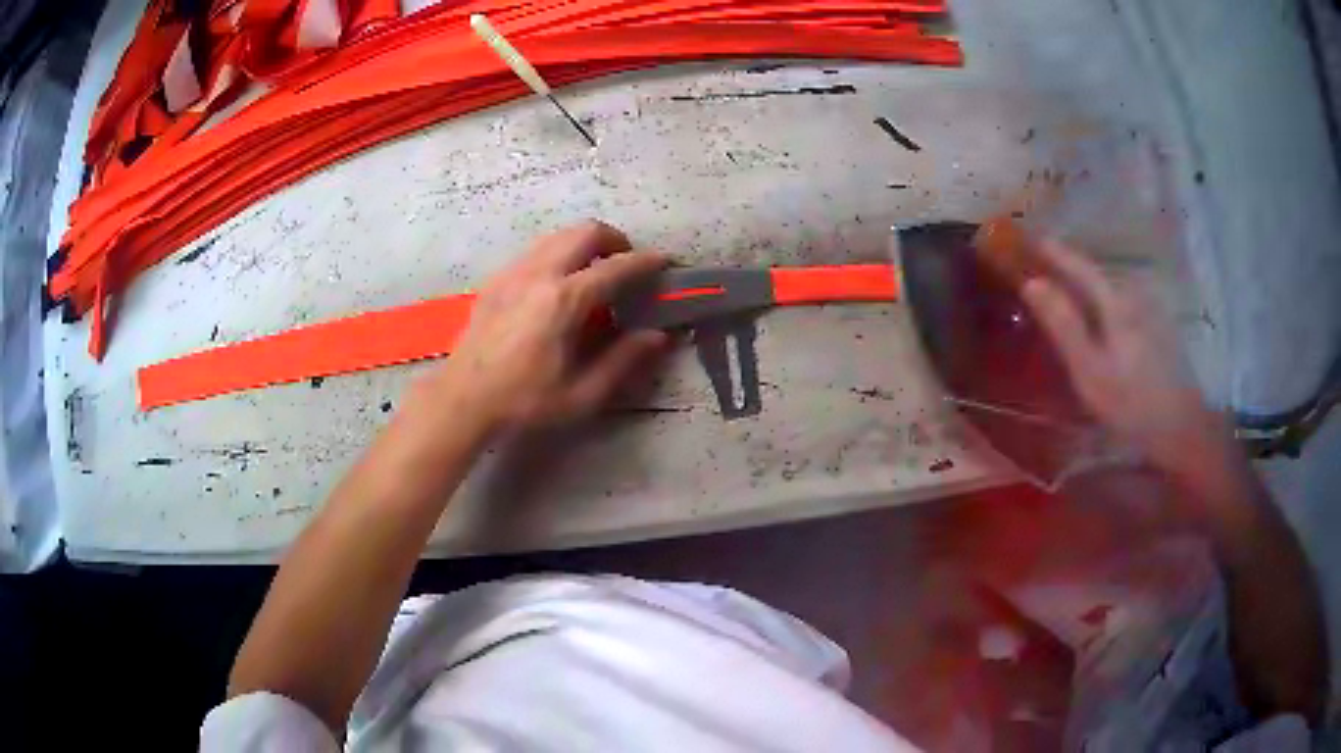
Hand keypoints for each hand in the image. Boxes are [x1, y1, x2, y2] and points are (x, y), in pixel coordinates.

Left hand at [427, 220, 668, 432]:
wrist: (462, 400)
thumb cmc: (523, 402)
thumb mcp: (581, 394)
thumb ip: (623, 361)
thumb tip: (657, 336)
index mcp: (563, 301)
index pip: (615, 268)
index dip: (645, 262)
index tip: (664, 261)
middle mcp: (539, 274)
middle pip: (585, 232)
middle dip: (614, 239)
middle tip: (626, 261)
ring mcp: (513, 272)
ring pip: (558, 235)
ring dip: (584, 243)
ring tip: (595, 269)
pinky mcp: (496, 279)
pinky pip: (535, 250)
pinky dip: (557, 253)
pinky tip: (557, 283)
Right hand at [1020, 240, 1231, 479]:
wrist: (1183, 430)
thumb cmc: (1132, 405)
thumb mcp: (1090, 371)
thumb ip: (1063, 324)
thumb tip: (1032, 282)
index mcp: (1115, 301)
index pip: (1077, 264)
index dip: (1051, 251)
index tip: (1026, 239)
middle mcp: (1134, 294)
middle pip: (1095, 273)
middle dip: (1067, 267)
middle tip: (1039, 268)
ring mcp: (1150, 309)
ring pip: (1110, 288)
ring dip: (1086, 286)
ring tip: (1064, 292)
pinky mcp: (1159, 326)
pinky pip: (1122, 303)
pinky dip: (1103, 302)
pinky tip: (1099, 320)